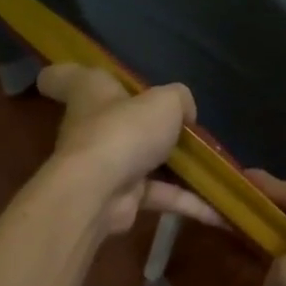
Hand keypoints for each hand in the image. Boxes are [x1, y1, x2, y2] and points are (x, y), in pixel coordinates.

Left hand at [37, 64, 220, 235]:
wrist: (101, 190)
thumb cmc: (125, 131)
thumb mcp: (166, 102)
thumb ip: (179, 100)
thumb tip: (185, 115)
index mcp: (91, 92)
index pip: (64, 77)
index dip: (65, 74)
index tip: (70, 75)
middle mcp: (93, 127)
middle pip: (116, 121)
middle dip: (146, 126)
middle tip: (184, 128)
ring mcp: (107, 165)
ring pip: (146, 162)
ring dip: (179, 170)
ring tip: (216, 172)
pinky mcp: (123, 199)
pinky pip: (161, 196)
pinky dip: (189, 203)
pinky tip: (221, 211)